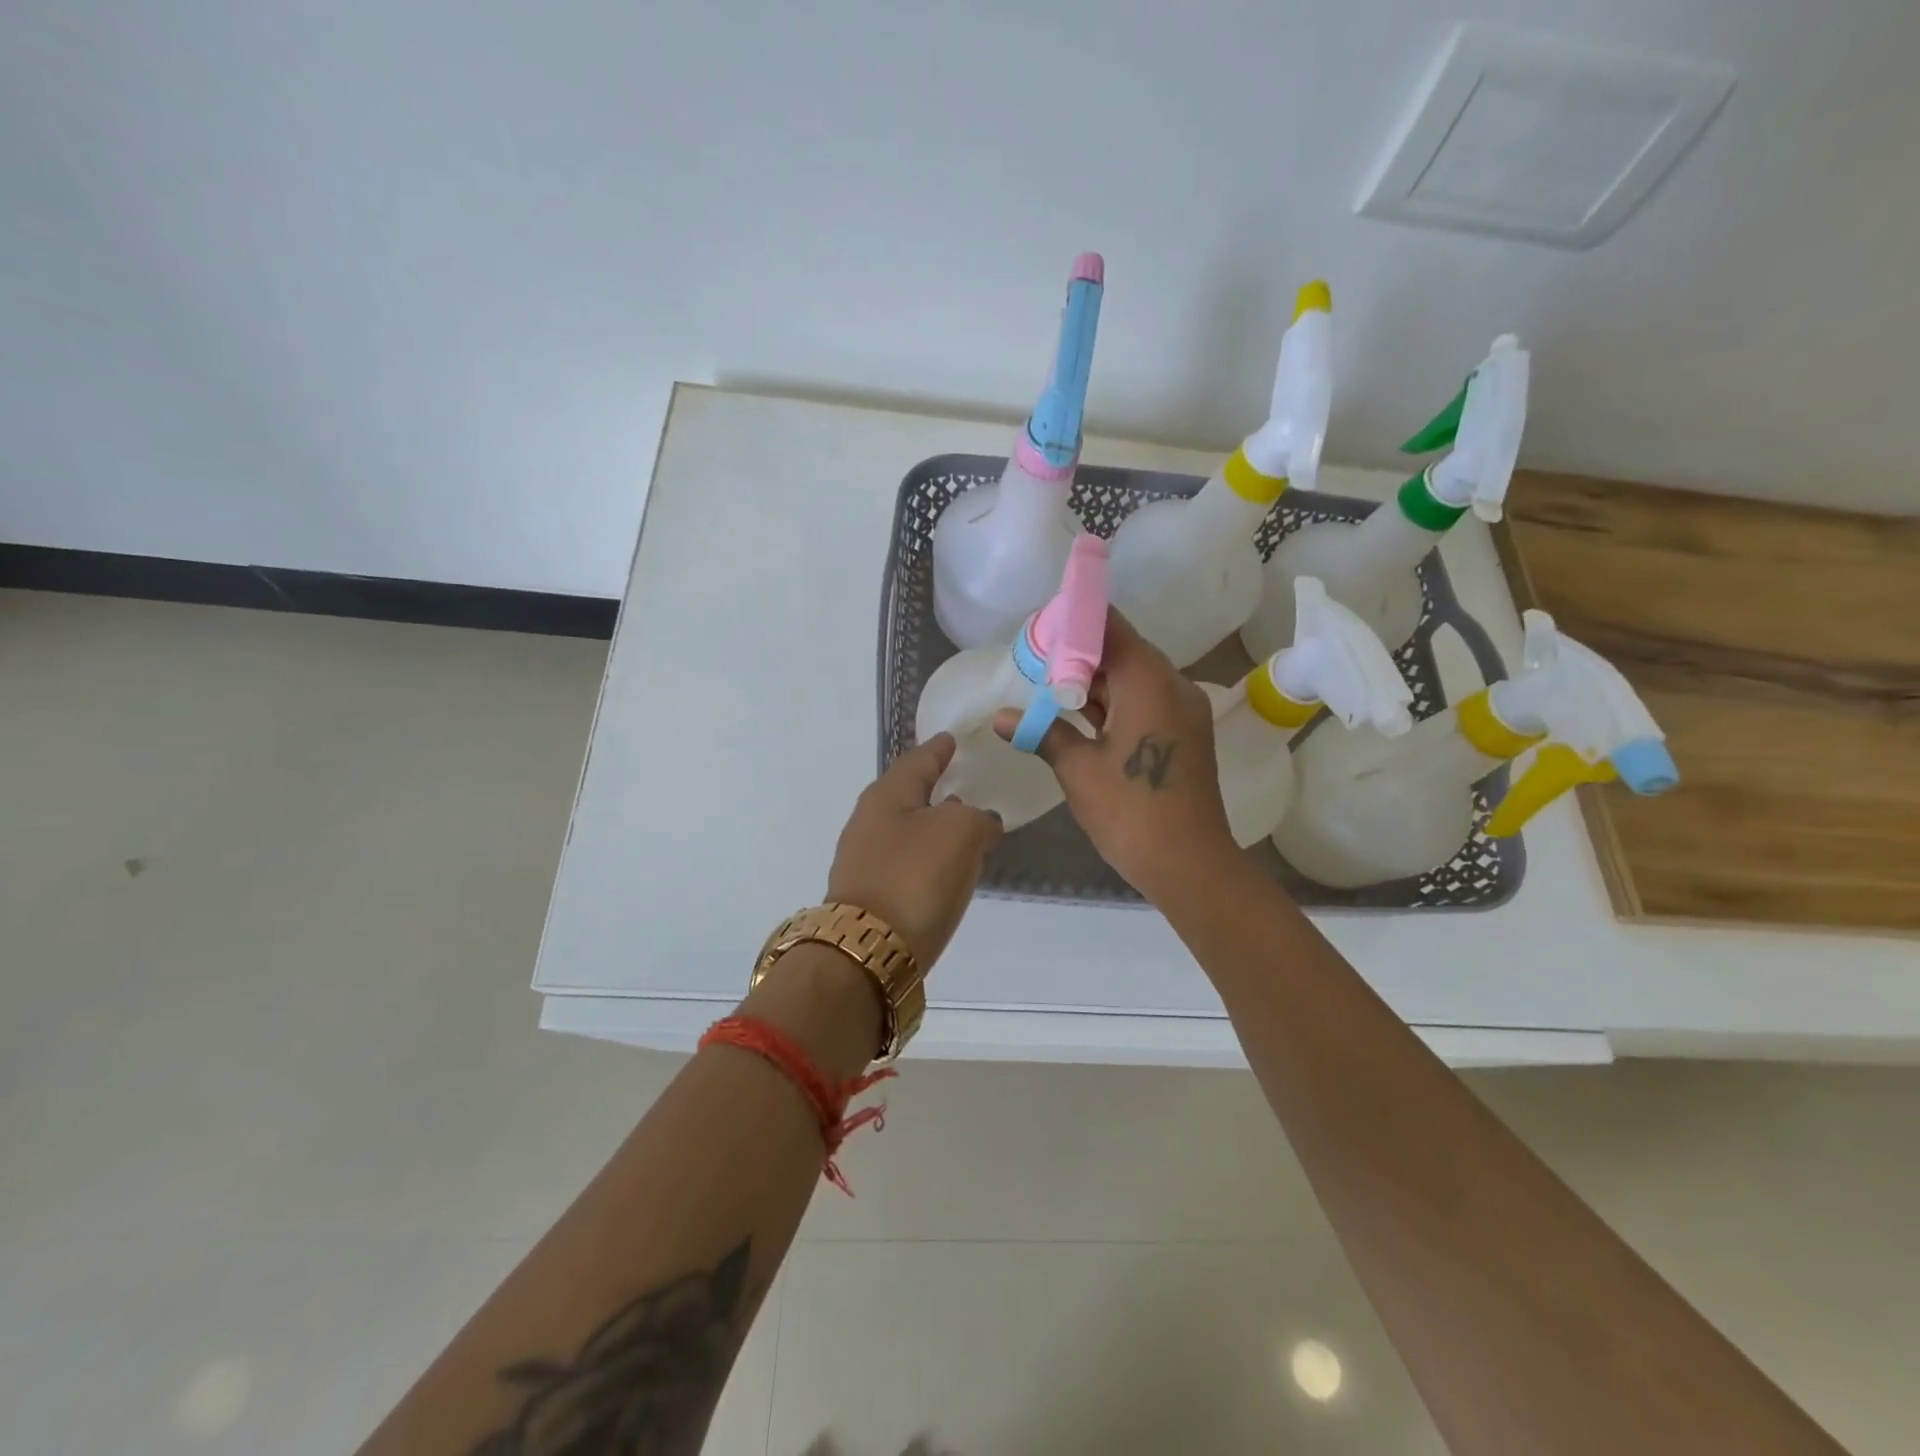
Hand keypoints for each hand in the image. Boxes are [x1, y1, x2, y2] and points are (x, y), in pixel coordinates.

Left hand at [826, 733, 1002, 969]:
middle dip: (937, 787)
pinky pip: (907, 861)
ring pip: (908, 829)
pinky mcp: (870, 894)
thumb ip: (977, 818)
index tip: (954, 738)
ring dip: (935, 825)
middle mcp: (869, 821)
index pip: (919, 759)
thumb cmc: (915, 877)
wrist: (871, 951)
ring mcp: (865, 859)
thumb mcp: (960, 833)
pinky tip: (948, 867)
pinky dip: (929, 856)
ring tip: (967, 825)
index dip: (940, 748)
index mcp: (887, 795)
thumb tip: (979, 821)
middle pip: (909, 794)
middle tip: (967, 781)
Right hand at [994, 609, 1235, 901]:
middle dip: (1077, 654)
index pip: (1110, 627)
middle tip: (1033, 661)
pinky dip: (1112, 703)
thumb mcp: (1078, 769)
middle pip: (1121, 651)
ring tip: (1046, 686)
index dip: (1074, 622)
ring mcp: (1182, 710)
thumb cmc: (1130, 810)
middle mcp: (1172, 685)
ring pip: (1132, 678)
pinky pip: (1144, 702)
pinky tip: (1076, 715)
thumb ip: (1042, 732)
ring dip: (1093, 681)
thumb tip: (1001, 717)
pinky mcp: (1183, 733)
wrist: (1189, 863)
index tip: (1040, 628)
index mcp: (1148, 681)